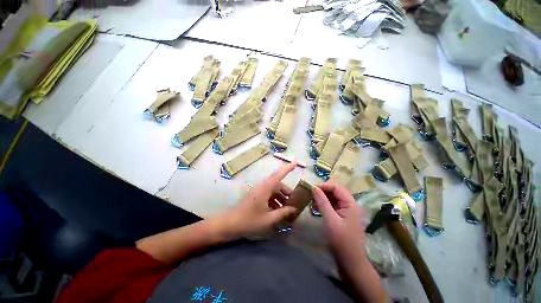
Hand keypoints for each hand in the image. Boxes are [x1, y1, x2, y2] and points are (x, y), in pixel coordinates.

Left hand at [224, 163, 297, 236]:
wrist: (230, 224)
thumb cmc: (249, 221)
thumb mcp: (268, 219)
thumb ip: (282, 213)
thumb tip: (294, 208)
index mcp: (265, 189)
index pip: (278, 175)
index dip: (287, 168)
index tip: (296, 163)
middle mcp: (262, 187)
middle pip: (277, 185)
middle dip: (286, 192)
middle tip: (293, 203)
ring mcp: (258, 191)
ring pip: (273, 190)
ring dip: (280, 198)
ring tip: (286, 210)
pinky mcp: (256, 196)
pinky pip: (268, 194)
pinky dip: (274, 200)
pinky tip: (277, 211)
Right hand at [311, 182, 366, 259]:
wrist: (350, 261)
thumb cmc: (341, 240)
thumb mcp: (330, 219)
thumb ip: (322, 202)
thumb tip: (314, 187)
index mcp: (350, 204)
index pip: (337, 187)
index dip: (324, 185)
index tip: (311, 188)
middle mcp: (350, 204)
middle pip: (335, 191)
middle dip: (322, 191)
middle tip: (310, 193)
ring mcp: (346, 210)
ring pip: (333, 198)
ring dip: (322, 197)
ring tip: (311, 200)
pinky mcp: (342, 216)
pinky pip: (332, 205)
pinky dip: (323, 204)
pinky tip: (315, 207)